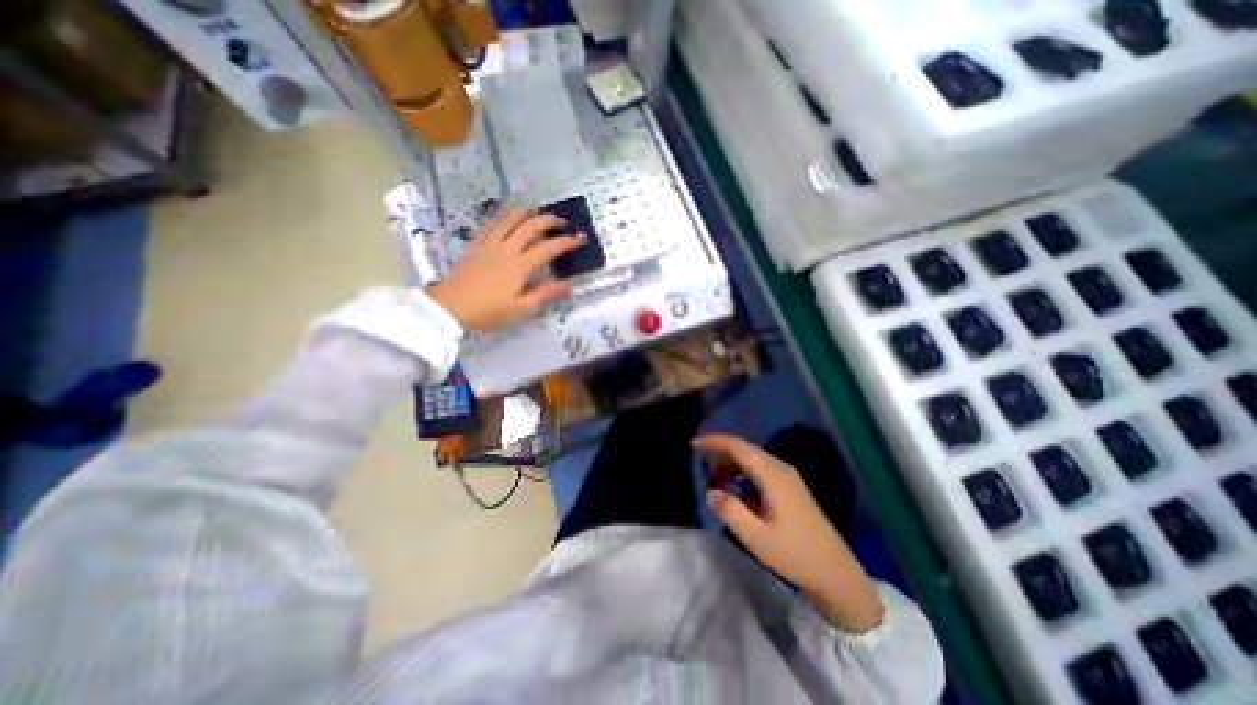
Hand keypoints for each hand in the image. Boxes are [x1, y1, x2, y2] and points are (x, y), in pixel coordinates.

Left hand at [428, 207, 583, 332]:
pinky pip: (491, 224)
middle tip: (561, 221)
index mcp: (520, 265)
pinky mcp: (476, 245)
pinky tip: (507, 216)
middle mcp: (507, 249)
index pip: (549, 247)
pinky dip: (503, 216)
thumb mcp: (521, 309)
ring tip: (536, 211)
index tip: (580, 239)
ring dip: (526, 212)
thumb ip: (546, 294)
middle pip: (530, 226)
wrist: (448, 308)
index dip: (566, 241)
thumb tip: (570, 284)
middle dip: (549, 220)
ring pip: (510, 219)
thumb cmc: (488, 312)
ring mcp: (489, 244)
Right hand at [697, 435, 882, 633]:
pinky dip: (743, 475)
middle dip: (721, 455)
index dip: (715, 441)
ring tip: (716, 482)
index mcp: (773, 474)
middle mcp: (781, 469)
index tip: (694, 444)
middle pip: (745, 450)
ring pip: (753, 460)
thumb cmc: (794, 554)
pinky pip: (761, 471)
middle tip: (703, 470)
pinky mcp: (791, 489)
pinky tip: (737, 492)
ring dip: (732, 466)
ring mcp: (788, 478)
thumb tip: (711, 491)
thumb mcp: (755, 537)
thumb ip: (729, 510)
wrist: (836, 574)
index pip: (739, 447)